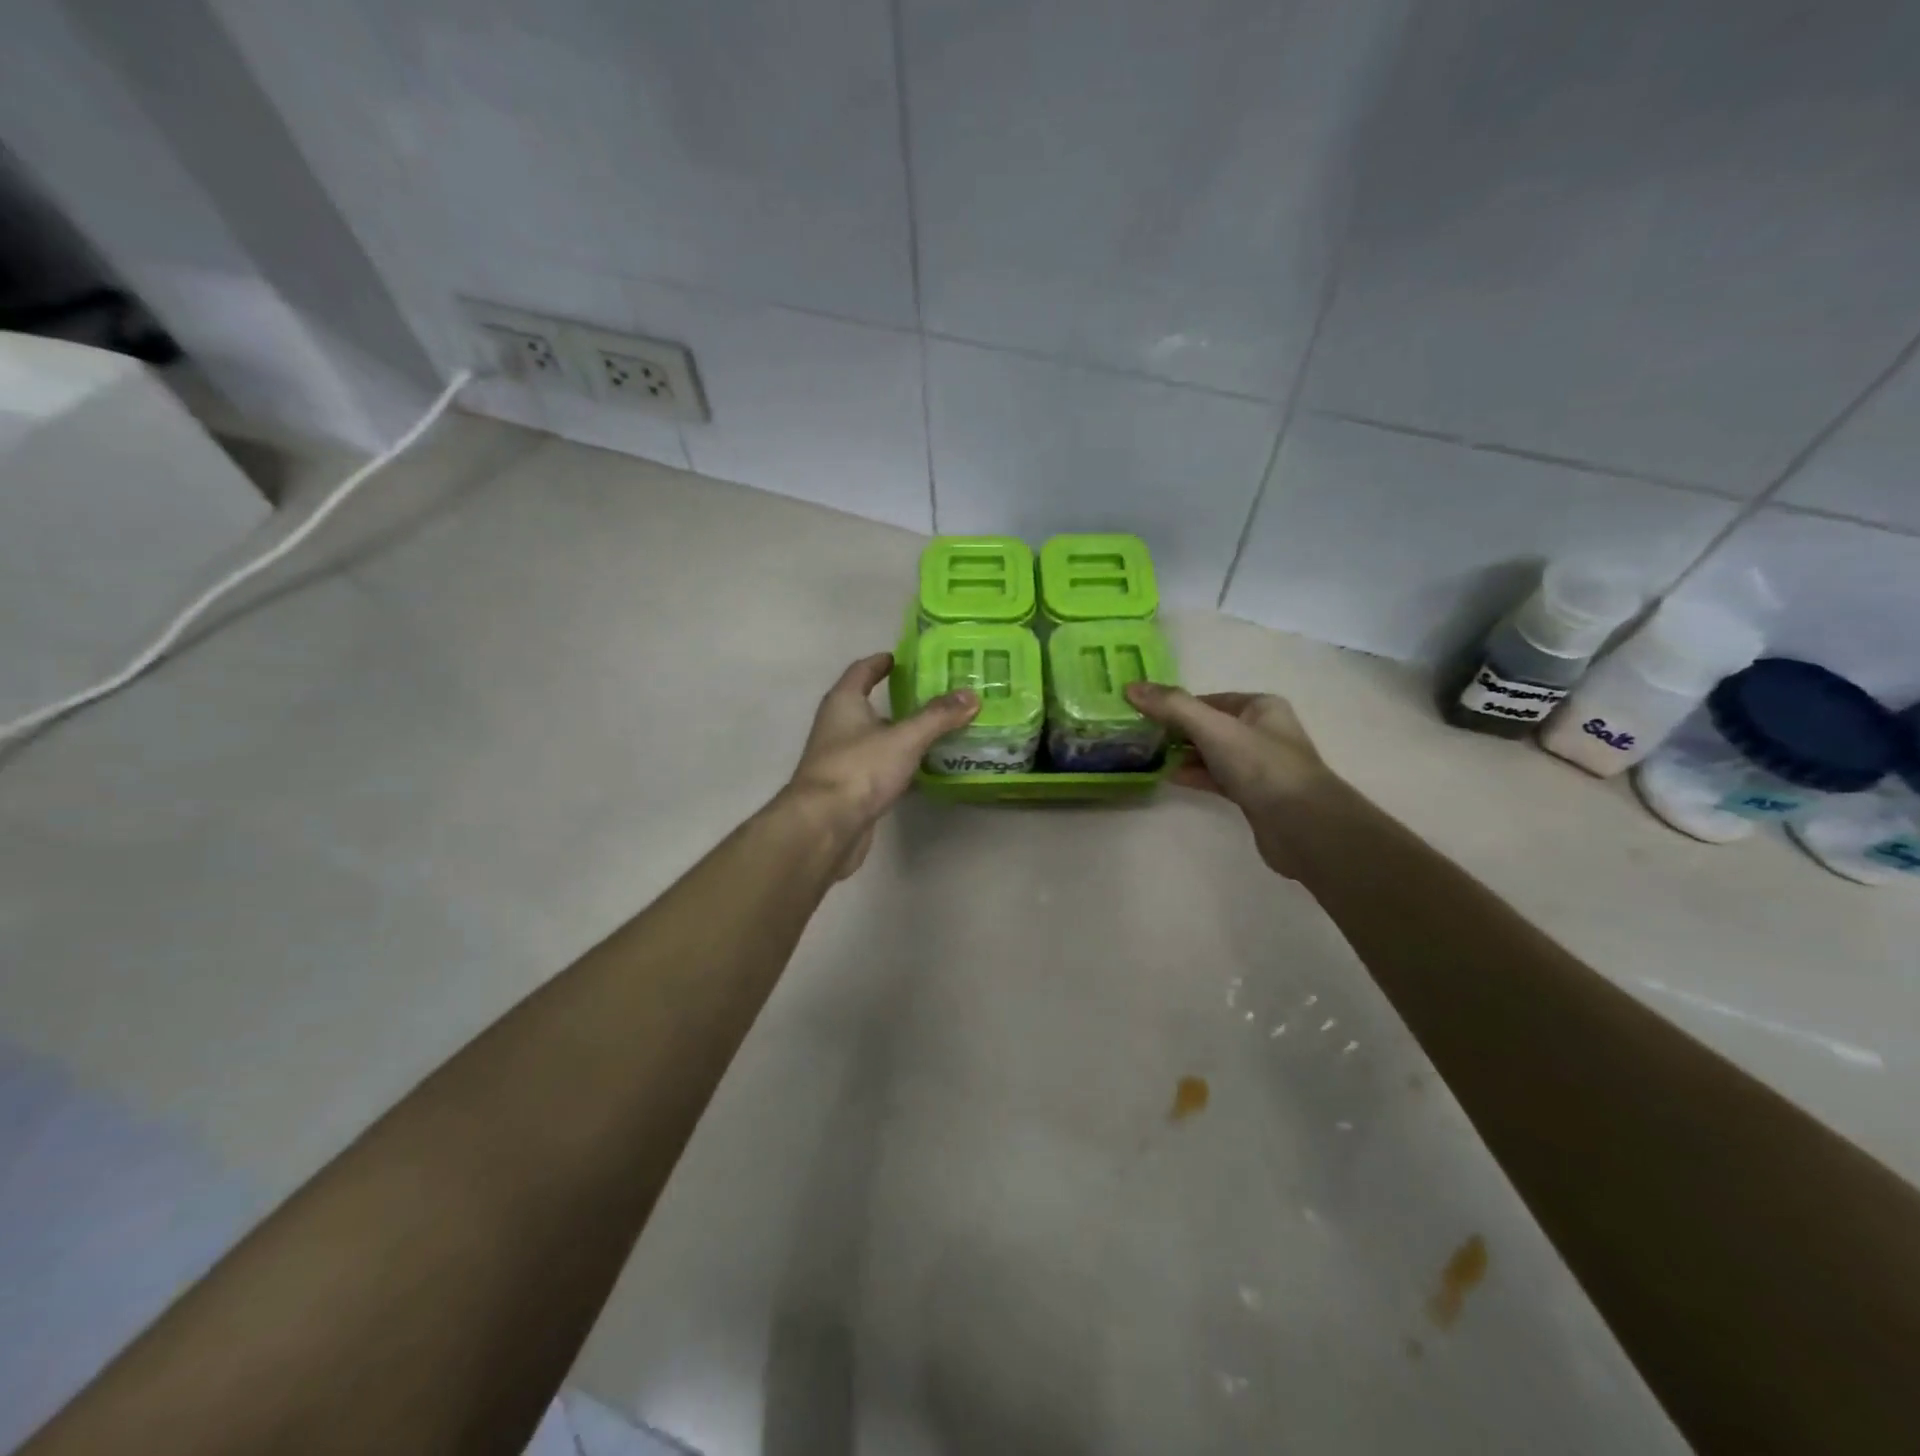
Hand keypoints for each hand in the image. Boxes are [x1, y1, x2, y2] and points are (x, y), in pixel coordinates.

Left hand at [785, 653, 978, 878]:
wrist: (825, 827)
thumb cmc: (859, 769)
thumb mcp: (904, 738)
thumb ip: (938, 716)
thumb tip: (971, 695)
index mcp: (843, 702)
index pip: (862, 671)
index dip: (881, 662)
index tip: (904, 658)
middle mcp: (839, 726)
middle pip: (870, 705)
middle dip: (901, 700)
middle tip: (938, 695)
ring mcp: (844, 760)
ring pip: (879, 740)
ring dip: (904, 735)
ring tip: (941, 730)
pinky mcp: (852, 790)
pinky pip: (882, 769)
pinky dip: (903, 766)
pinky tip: (929, 770)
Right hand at [1125, 684, 1345, 877]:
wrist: (1302, 826)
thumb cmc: (1261, 766)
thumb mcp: (1213, 728)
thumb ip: (1173, 706)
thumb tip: (1131, 687)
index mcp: (1260, 707)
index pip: (1208, 699)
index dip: (1174, 705)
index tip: (1141, 714)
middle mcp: (1261, 731)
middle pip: (1208, 725)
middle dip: (1174, 730)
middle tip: (1138, 736)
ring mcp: (1258, 765)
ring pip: (1210, 753)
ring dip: (1181, 754)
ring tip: (1145, 756)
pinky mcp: (1252, 794)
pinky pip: (1215, 778)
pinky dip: (1192, 775)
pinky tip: (1167, 777)